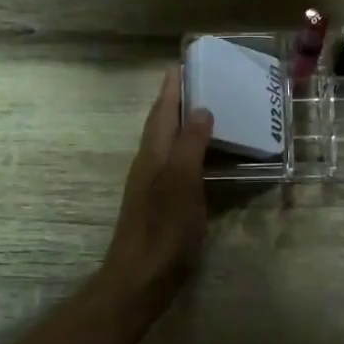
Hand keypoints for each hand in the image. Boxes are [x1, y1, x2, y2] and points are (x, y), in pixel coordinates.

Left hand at [102, 69, 212, 308]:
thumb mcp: (181, 182)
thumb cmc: (163, 229)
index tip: (182, 63)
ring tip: (204, 111)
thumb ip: (190, 144)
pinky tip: (200, 157)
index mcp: (153, 154)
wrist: (140, 280)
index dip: (171, 88)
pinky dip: (186, 150)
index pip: (162, 111)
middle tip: (198, 81)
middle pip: (160, 124)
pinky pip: (173, 163)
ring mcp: (151, 185)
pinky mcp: (159, 204)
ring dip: (181, 124)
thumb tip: (200, 109)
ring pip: (165, 143)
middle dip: (175, 101)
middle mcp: (148, 164)